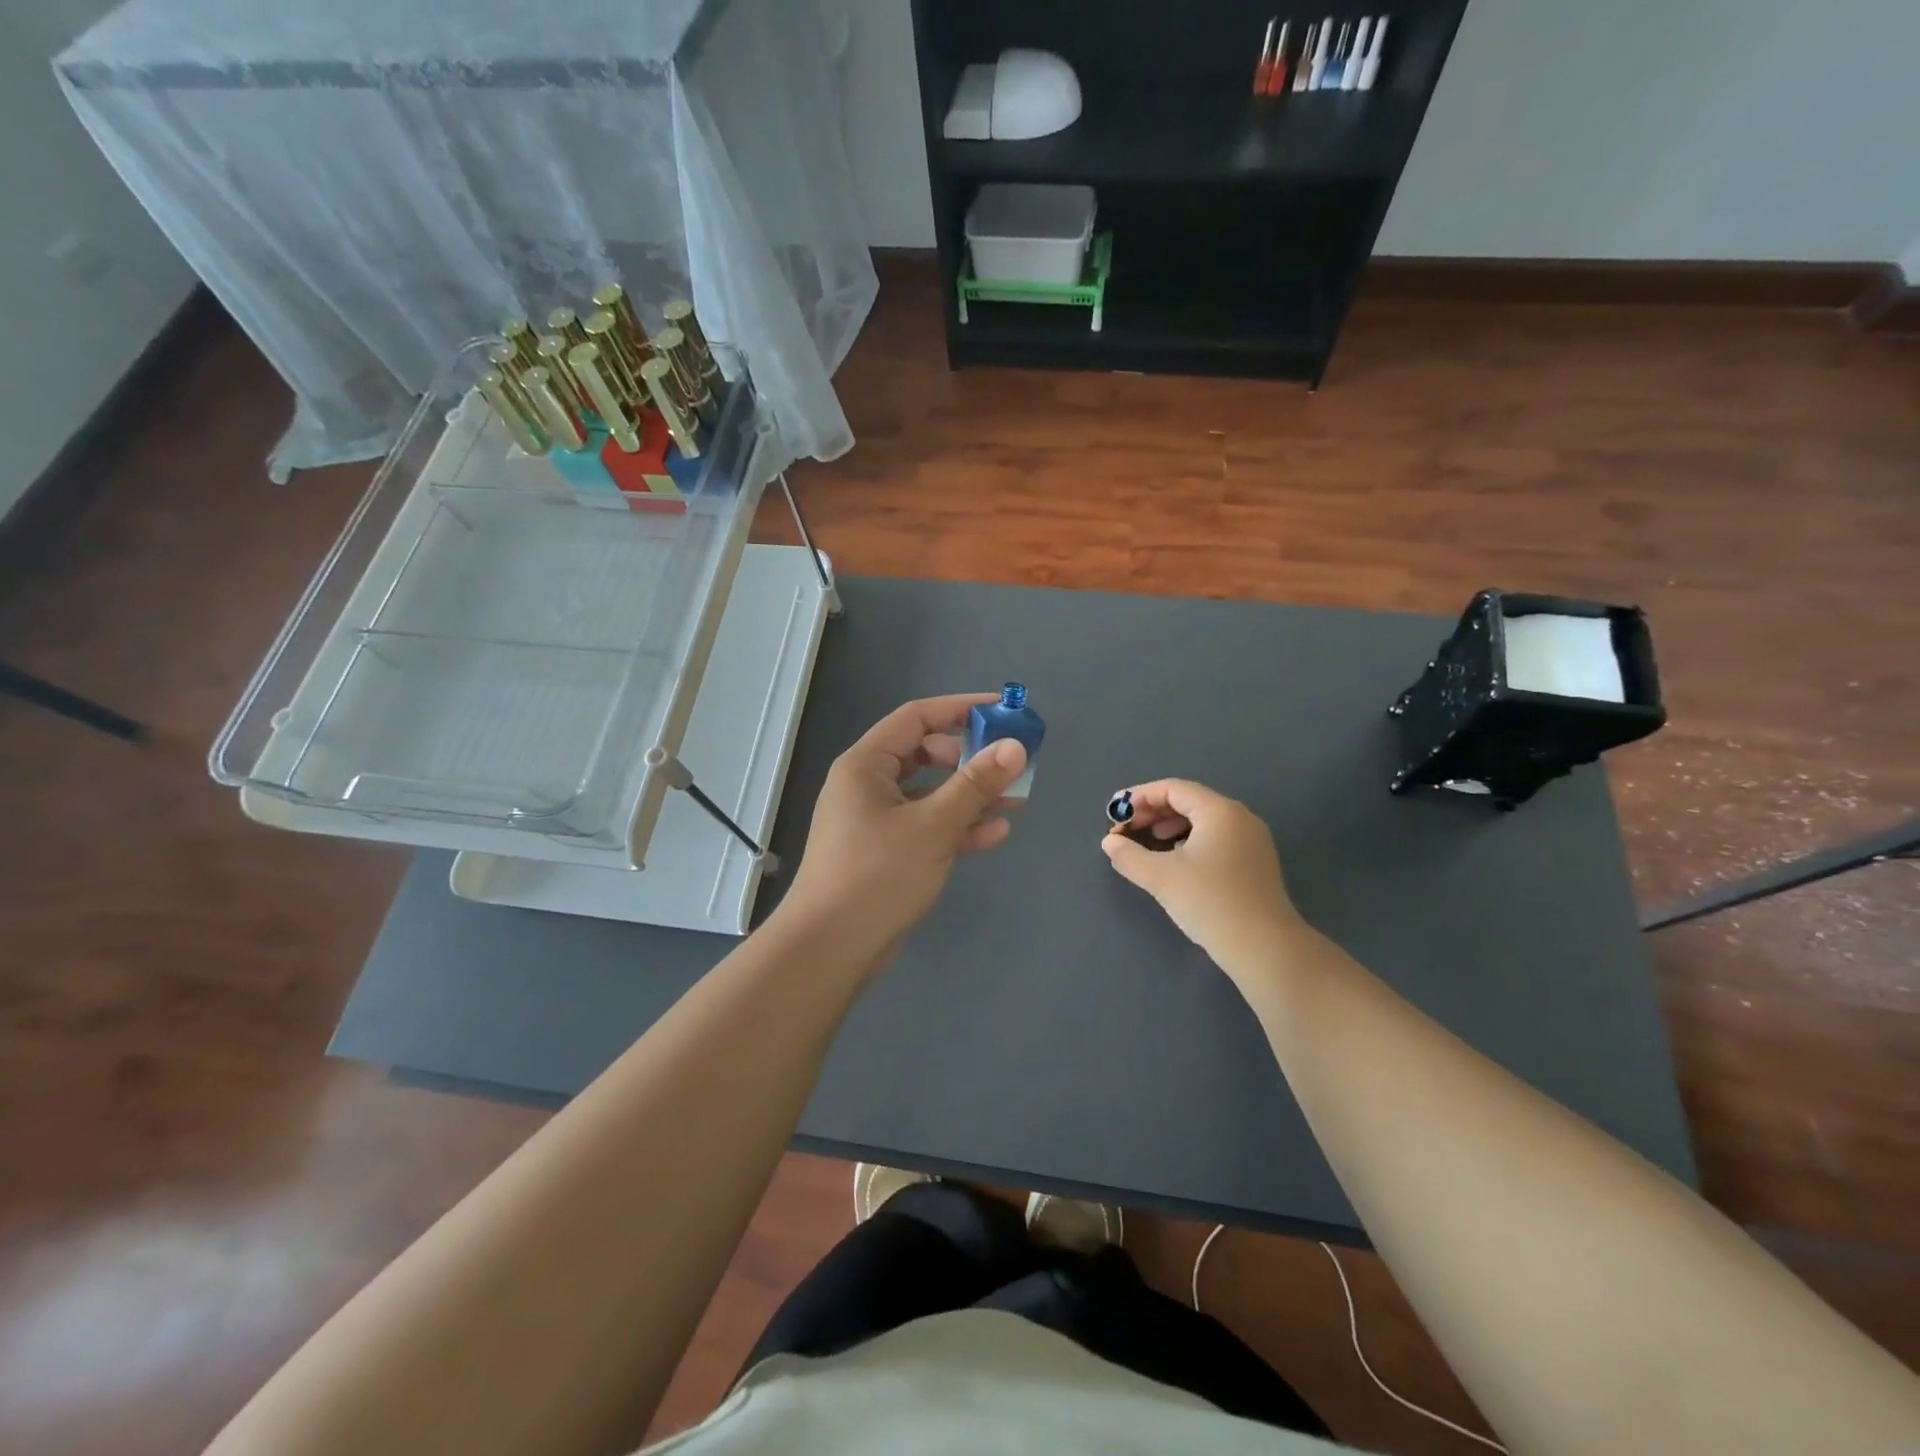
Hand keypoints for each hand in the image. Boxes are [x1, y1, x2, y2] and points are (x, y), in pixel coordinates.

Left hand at [778, 694, 1027, 974]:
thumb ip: (975, 784)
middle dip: (970, 758)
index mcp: (866, 765)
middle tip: (1010, 763)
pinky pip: (927, 828)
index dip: (960, 708)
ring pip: (930, 795)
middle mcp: (868, 786)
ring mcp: (877, 821)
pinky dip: (958, 827)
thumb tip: (1014, 746)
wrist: (831, 949)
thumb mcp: (933, 825)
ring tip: (1017, 798)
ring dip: (970, 796)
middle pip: (926, 755)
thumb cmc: (878, 875)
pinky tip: (995, 833)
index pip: (917, 718)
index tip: (1003, 710)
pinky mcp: (887, 854)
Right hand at [1101, 779, 1307, 988]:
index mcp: (1219, 811)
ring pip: (1203, 821)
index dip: (1139, 797)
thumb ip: (1129, 855)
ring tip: (1148, 842)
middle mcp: (1240, 817)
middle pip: (1189, 801)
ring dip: (1170, 826)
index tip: (1115, 814)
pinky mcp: (1255, 862)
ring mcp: (1252, 840)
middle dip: (1153, 812)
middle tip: (1126, 829)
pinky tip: (1176, 860)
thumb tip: (1110, 842)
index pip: (1173, 789)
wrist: (1264, 948)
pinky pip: (1216, 838)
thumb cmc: (1210, 902)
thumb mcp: (1160, 877)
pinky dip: (1190, 840)